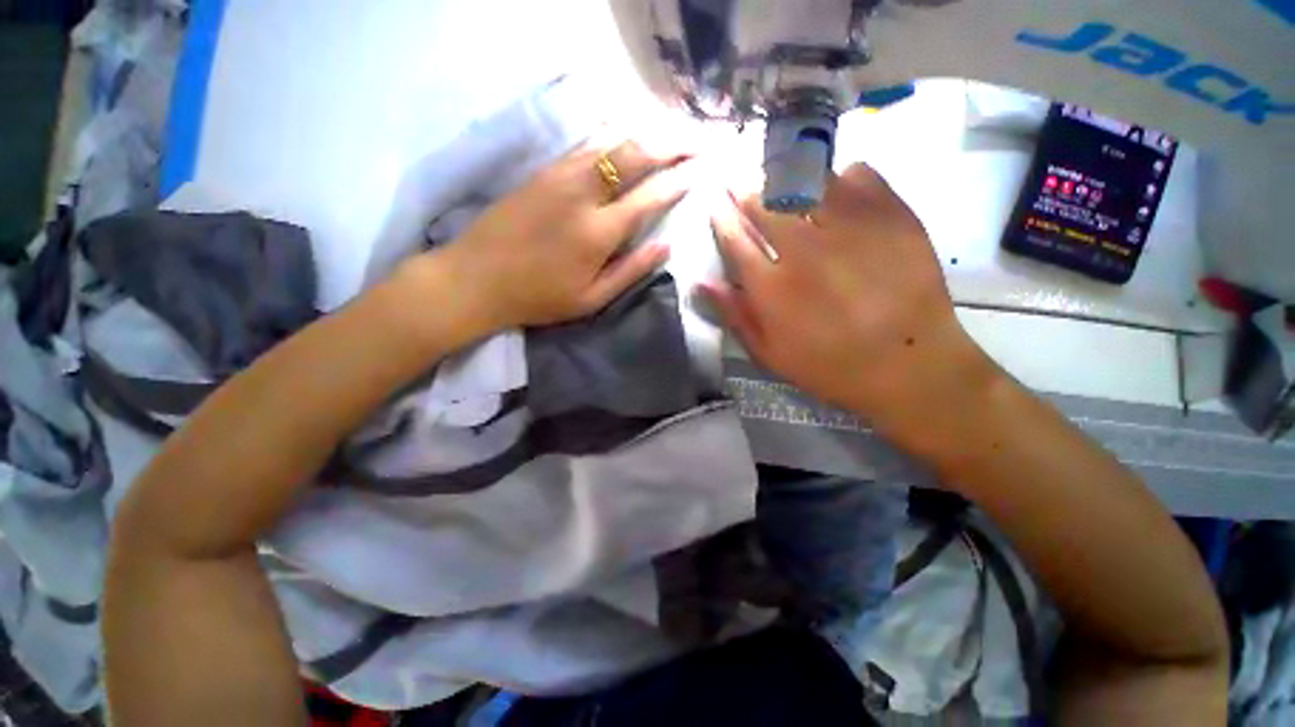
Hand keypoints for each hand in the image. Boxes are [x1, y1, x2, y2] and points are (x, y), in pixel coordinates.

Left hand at [430, 138, 693, 329]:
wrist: (476, 278)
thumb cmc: (538, 297)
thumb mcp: (591, 299)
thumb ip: (631, 271)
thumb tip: (666, 246)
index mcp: (598, 232)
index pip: (650, 197)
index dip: (679, 182)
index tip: (702, 170)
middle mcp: (583, 193)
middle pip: (635, 154)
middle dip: (672, 143)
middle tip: (698, 139)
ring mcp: (560, 175)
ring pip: (611, 139)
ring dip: (646, 131)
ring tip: (672, 130)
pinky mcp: (544, 170)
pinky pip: (587, 142)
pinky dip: (615, 133)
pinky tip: (629, 131)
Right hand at [704, 163, 986, 426]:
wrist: (909, 364)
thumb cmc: (830, 366)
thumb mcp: (770, 354)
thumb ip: (734, 315)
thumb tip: (701, 282)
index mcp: (771, 286)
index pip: (734, 239)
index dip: (721, 218)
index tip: (716, 205)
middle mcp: (803, 249)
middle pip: (764, 204)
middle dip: (745, 192)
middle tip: (740, 186)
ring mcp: (848, 228)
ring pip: (806, 182)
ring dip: (786, 178)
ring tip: (781, 180)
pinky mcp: (890, 215)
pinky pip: (857, 175)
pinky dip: (840, 177)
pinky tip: (836, 190)